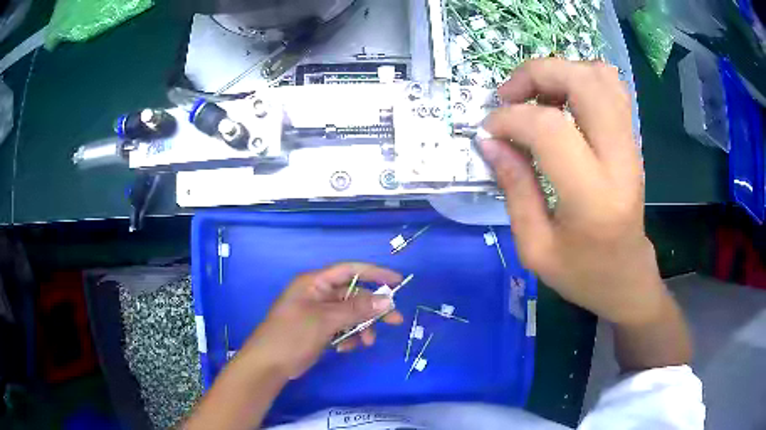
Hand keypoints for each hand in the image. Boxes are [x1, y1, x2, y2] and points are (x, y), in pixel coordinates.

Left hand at [238, 262, 403, 379]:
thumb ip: (356, 309)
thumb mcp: (325, 320)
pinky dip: (349, 337)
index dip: (374, 273)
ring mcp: (319, 313)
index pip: (349, 270)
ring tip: (367, 342)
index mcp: (314, 283)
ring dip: (361, 327)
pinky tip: (345, 349)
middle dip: (372, 309)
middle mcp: (318, 294)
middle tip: (395, 320)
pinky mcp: (320, 330)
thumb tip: (386, 300)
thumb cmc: (292, 335)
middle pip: (354, 295)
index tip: (397, 281)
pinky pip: (342, 328)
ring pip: (350, 315)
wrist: (269, 365)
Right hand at [480, 58, 665, 325]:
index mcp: (593, 197)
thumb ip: (514, 188)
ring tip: (536, 96)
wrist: (628, 278)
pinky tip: (562, 100)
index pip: (550, 128)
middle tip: (509, 96)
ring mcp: (630, 145)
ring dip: (560, 72)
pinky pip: (611, 88)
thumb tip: (490, 142)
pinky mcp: (632, 141)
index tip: (488, 132)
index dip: (510, 119)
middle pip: (583, 82)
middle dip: (536, 74)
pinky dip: (581, 79)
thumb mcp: (535, 246)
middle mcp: (619, 160)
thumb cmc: (582, 273)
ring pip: (600, 76)